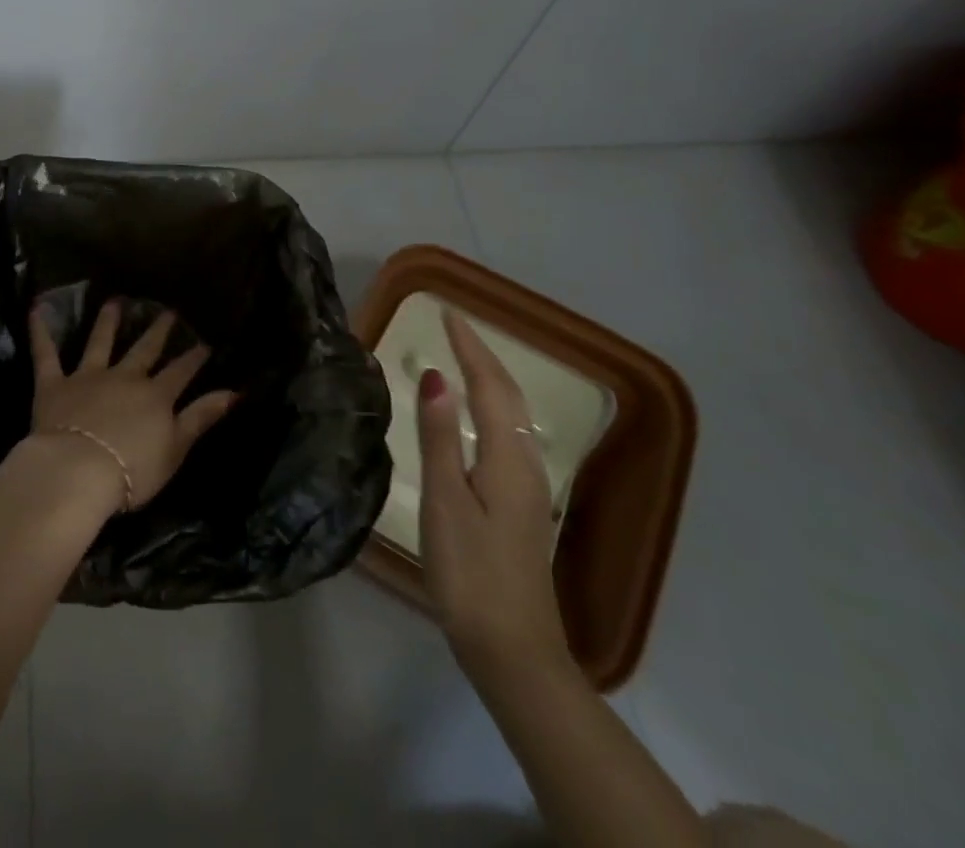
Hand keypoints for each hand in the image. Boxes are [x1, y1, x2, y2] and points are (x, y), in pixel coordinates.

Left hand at [27, 298, 237, 516]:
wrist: (78, 471)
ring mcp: (88, 376)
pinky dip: (40, 331)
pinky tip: (36, 309)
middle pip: (144, 350)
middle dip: (158, 331)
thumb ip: (201, 417)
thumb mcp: (176, 449)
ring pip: (99, 342)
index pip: (180, 372)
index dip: (194, 358)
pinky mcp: (54, 384)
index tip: (205, 342)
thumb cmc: (132, 470)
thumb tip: (234, 391)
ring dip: (107, 321)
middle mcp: (124, 377)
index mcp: (155, 396)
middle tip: (168, 311)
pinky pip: (46, 353)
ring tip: (114, 301)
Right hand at [418, 308, 569, 676]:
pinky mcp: (521, 507)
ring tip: (464, 357)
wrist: (514, 651)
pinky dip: (493, 407)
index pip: (490, 386)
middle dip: (484, 356)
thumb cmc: (471, 573)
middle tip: (455, 327)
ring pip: (514, 416)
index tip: (448, 313)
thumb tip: (437, 376)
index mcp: (507, 459)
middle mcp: (525, 465)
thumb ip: (440, 437)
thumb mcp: (445, 501)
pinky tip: (479, 417)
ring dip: (491, 379)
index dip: (470, 347)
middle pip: (509, 397)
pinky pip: (509, 435)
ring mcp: (528, 488)